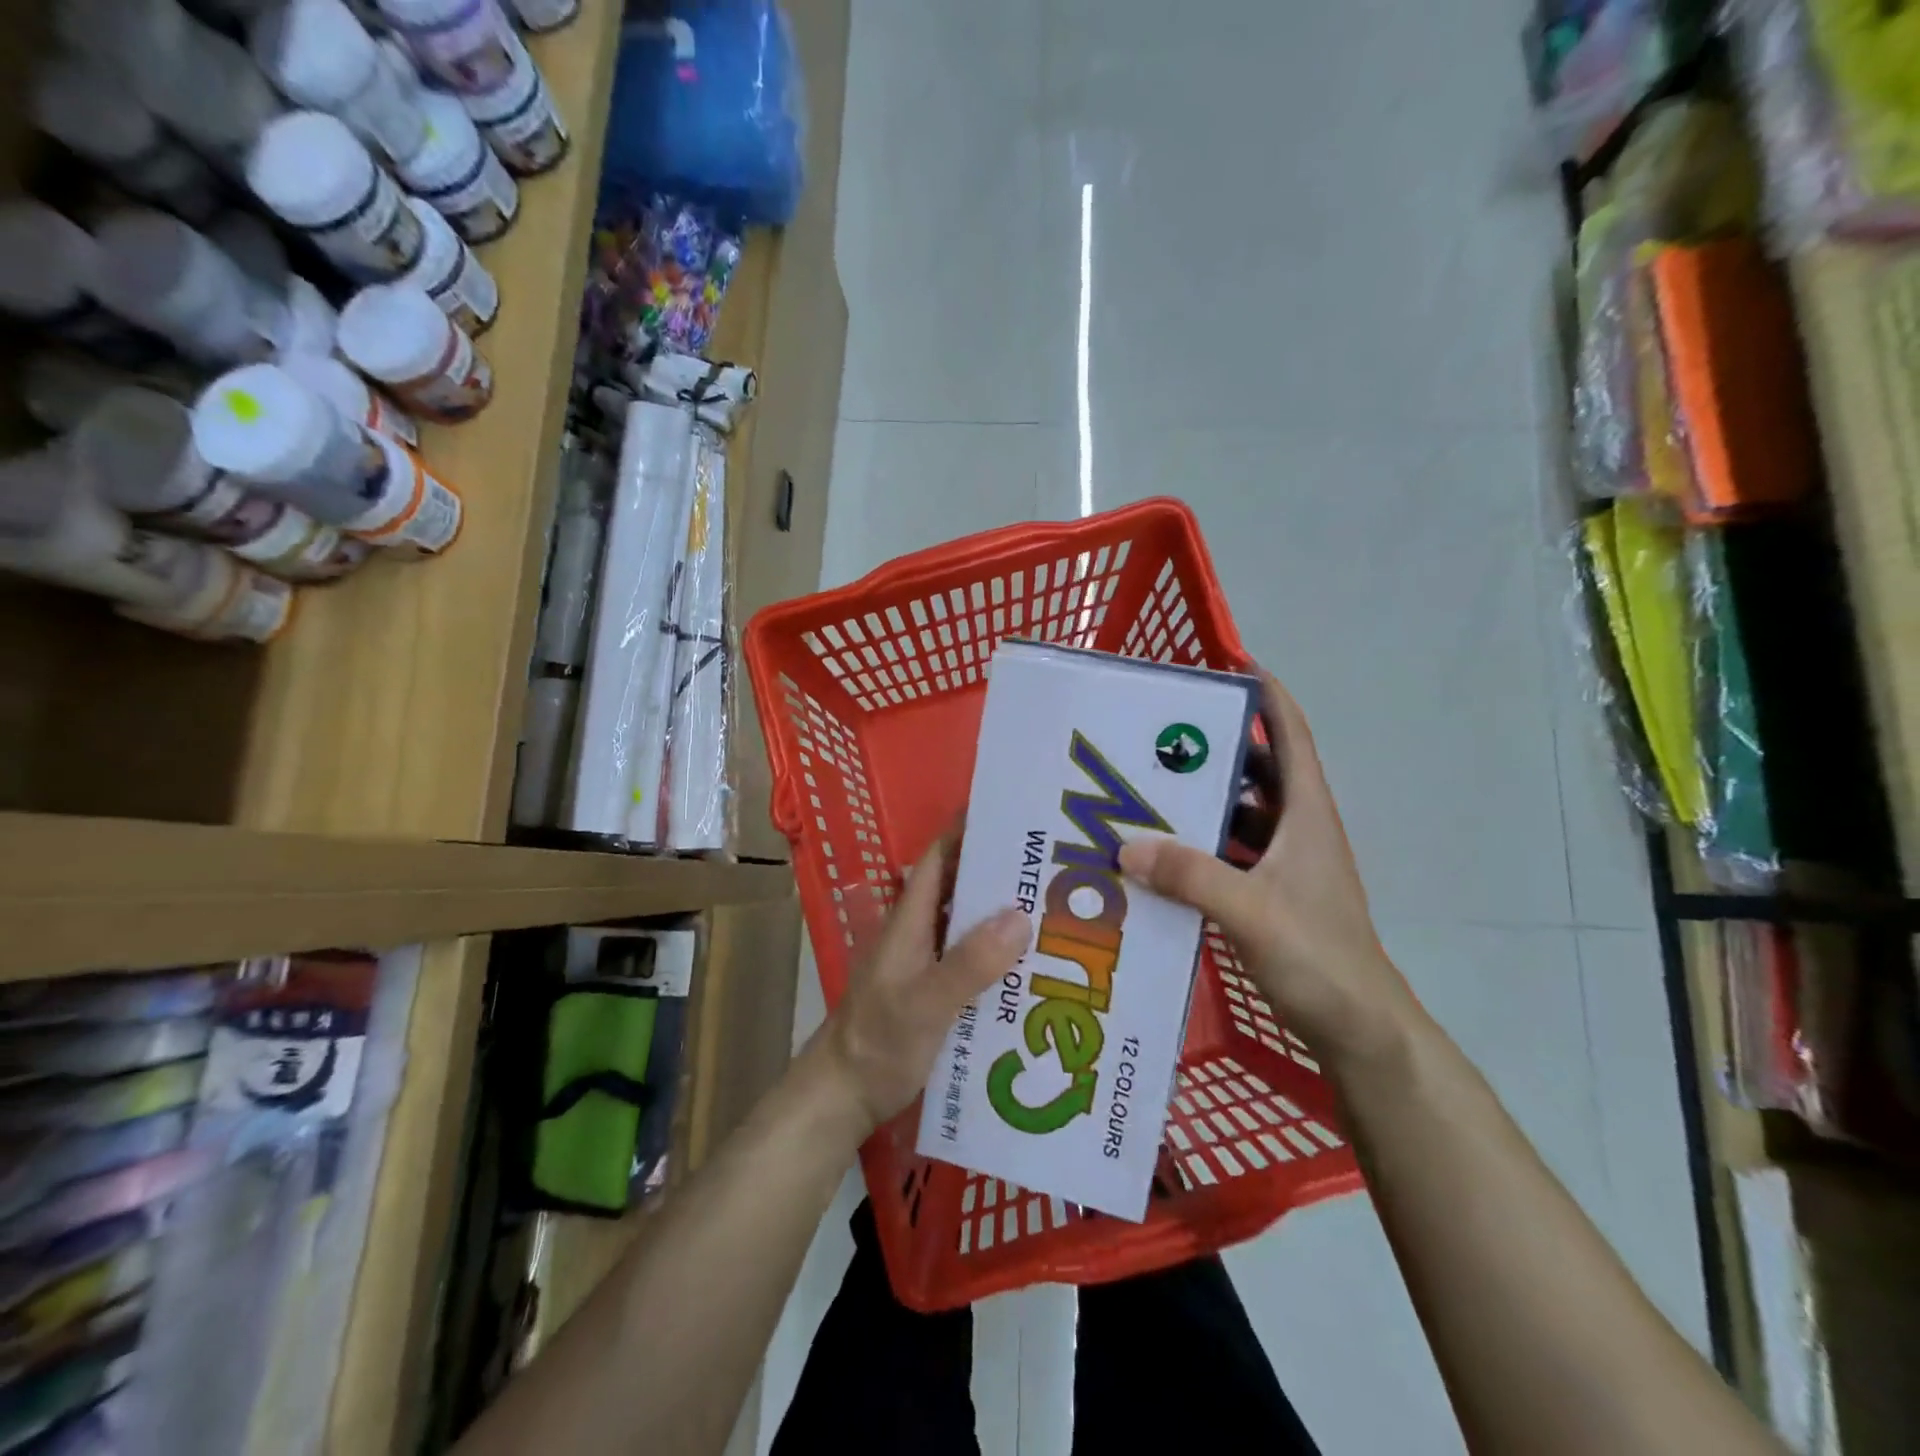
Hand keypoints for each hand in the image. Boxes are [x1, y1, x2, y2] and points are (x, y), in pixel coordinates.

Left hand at [818, 834, 1030, 1132]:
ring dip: (1004, 915)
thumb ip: (969, 963)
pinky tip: (1035, 966)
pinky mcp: (936, 992)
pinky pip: (973, 960)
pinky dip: (1000, 955)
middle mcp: (920, 933)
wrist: (843, 1097)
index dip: (969, 831)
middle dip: (1001, 873)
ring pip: (969, 925)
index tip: (1015, 816)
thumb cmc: (877, 1043)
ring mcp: (927, 963)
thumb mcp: (925, 1003)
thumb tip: (1020, 916)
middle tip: (1056, 866)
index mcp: (911, 921)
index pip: (939, 858)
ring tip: (1059, 910)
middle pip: (961, 888)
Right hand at [1118, 670, 1417, 1063]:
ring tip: (1145, 789)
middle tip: (1156, 736)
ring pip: (1238, 814)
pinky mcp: (1270, 895)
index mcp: (1305, 814)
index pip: (1290, 734)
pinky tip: (1159, 853)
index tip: (1228, 664)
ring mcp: (1284, 864)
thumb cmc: (1321, 958)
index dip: (1266, 694)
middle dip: (1211, 747)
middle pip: (1255, 769)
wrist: (1361, 1030)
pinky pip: (1228, 853)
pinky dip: (1198, 845)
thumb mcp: (1252, 912)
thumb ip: (1191, 876)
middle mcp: (1296, 829)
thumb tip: (1126, 844)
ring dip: (1201, 800)